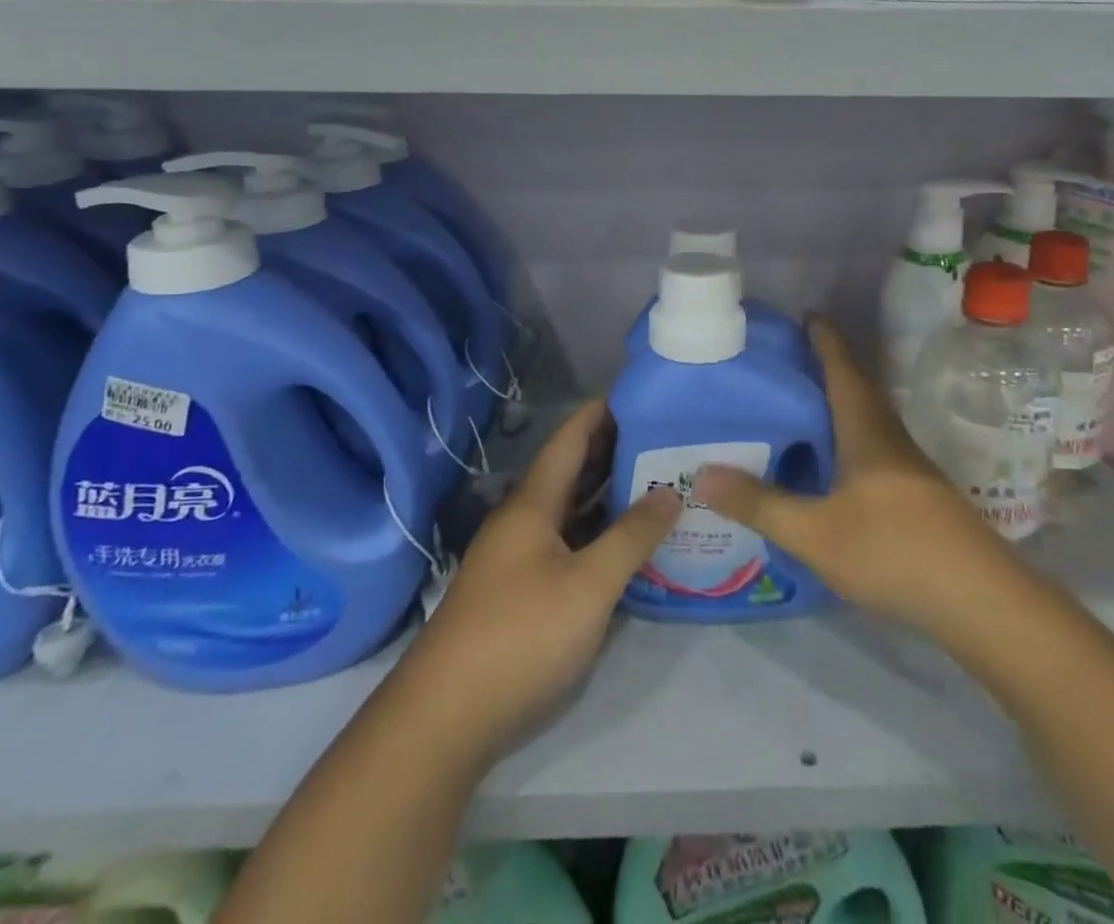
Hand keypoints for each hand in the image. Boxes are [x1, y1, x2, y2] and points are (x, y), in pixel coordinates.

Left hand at [394, 400, 680, 762]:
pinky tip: (625, 542)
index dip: (601, 412)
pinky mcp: (518, 591)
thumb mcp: (589, 585)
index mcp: (533, 503)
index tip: (640, 394)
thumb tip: (670, 492)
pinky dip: (596, 532)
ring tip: (656, 480)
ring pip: (569, 510)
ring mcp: (517, 557)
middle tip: (664, 437)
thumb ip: (632, 536)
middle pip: (570, 471)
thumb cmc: (520, 636)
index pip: (570, 438)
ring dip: (607, 493)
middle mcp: (523, 520)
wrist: (443, 719)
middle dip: (613, 450)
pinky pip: (565, 543)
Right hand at [692, 316, 1022, 642]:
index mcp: (866, 429)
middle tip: (787, 359)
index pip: (843, 367)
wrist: (979, 599)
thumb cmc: (893, 550)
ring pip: (867, 418)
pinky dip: (848, 437)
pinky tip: (831, 462)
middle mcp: (889, 437)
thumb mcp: (814, 532)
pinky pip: (873, 447)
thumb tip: (700, 474)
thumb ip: (759, 503)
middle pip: (857, 387)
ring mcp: (908, 466)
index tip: (804, 313)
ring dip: (838, 402)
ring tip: (800, 404)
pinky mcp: (917, 494)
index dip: (825, 338)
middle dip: (827, 366)